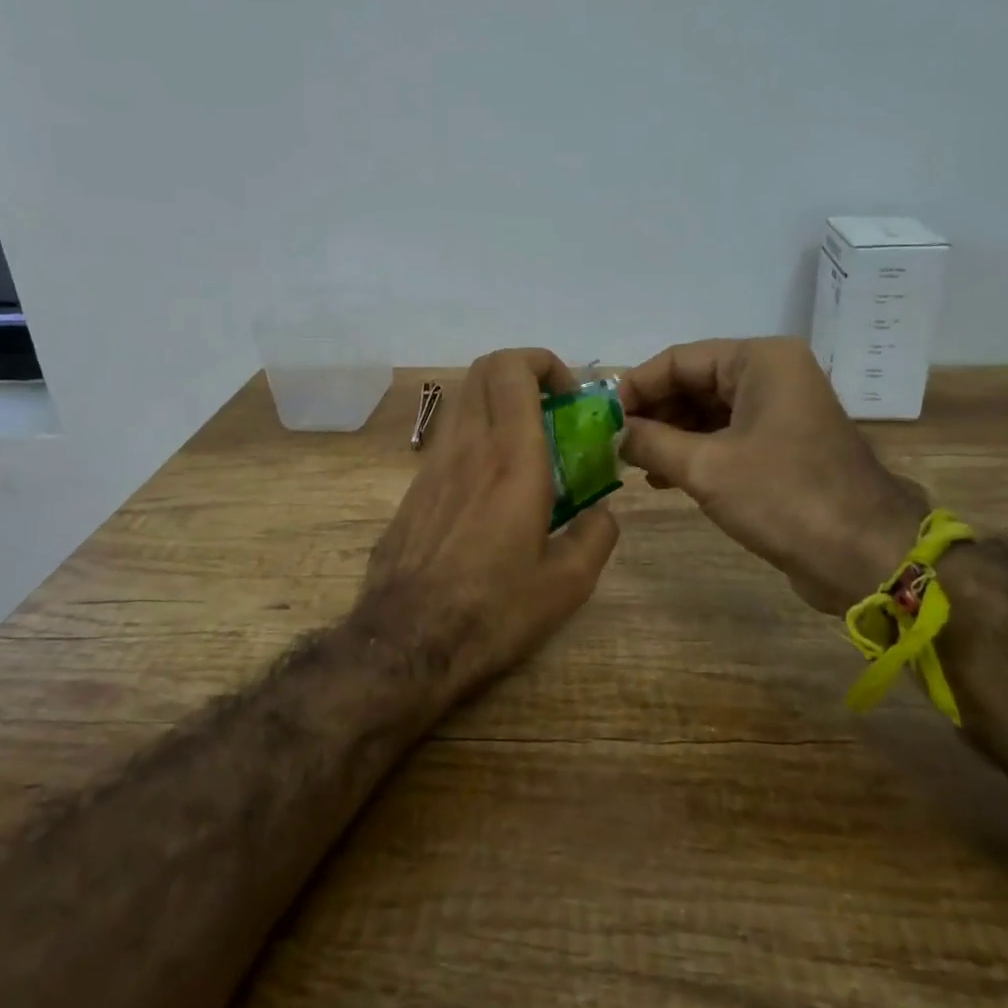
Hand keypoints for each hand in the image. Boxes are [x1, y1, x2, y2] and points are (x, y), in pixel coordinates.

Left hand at [362, 349, 619, 698]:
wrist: (407, 643)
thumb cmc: (494, 610)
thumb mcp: (568, 583)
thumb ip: (597, 535)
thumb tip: (601, 514)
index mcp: (511, 458)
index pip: (514, 369)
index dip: (545, 363)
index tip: (569, 397)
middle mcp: (467, 446)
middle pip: (484, 369)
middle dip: (523, 372)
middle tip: (551, 411)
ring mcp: (432, 465)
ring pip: (464, 402)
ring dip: (498, 405)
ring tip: (526, 451)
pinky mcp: (413, 490)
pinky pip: (449, 440)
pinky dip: (476, 438)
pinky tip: (491, 490)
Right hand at [617, 337, 924, 613]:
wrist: (864, 556)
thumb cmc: (783, 498)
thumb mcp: (705, 467)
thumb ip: (650, 442)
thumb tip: (610, 431)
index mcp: (760, 361)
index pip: (679, 359)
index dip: (636, 386)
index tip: (600, 417)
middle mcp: (771, 375)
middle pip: (693, 382)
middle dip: (651, 413)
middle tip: (611, 443)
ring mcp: (779, 411)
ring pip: (707, 412)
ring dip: (668, 435)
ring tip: (630, 463)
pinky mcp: (782, 446)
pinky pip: (725, 436)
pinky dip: (693, 452)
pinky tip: (660, 478)